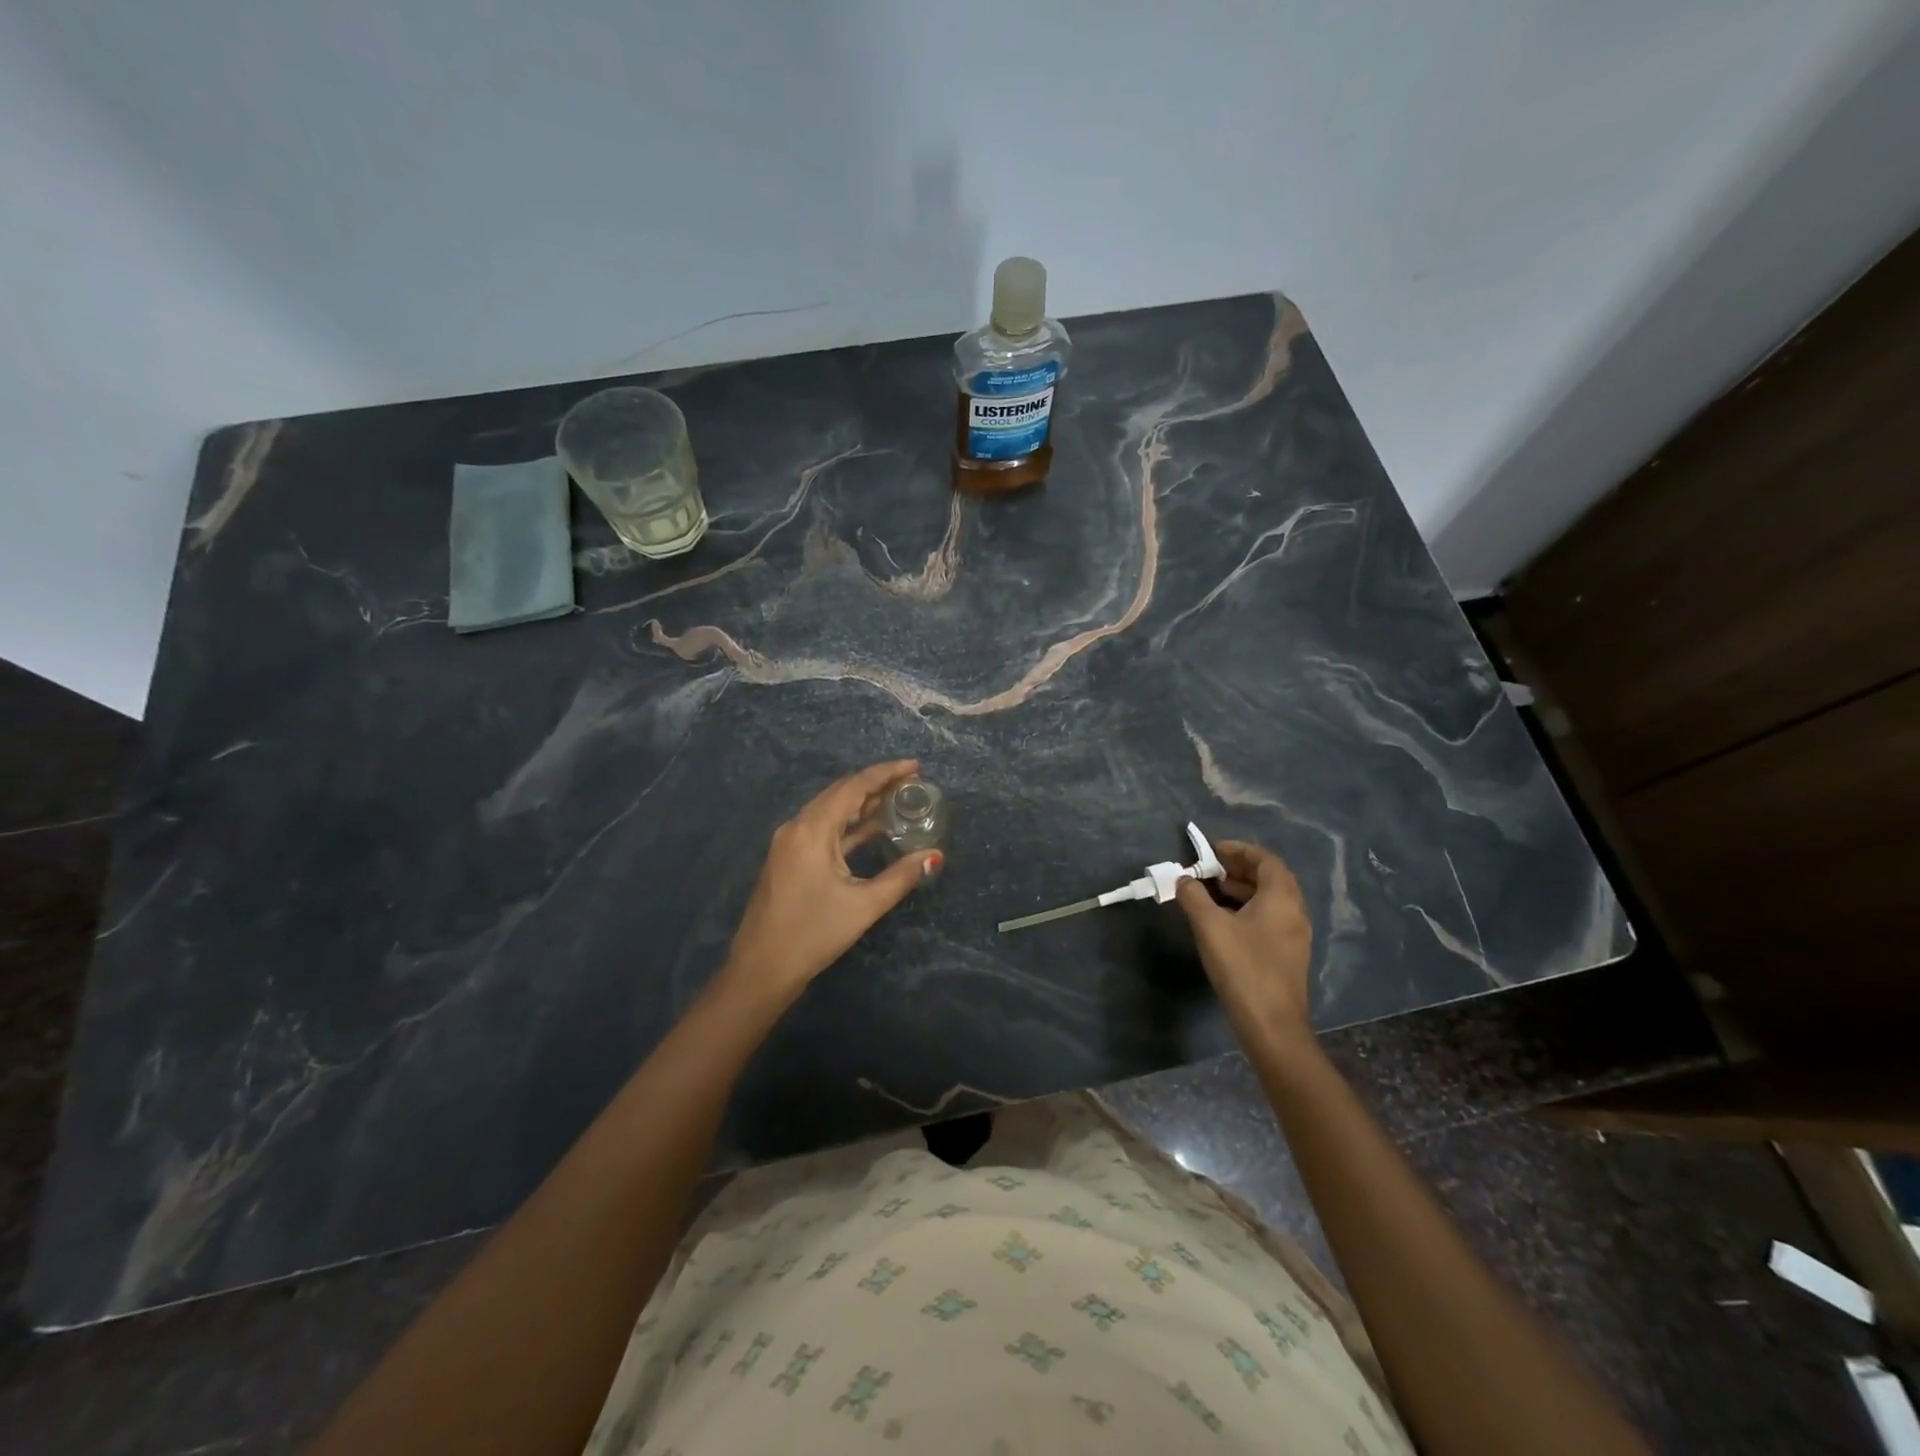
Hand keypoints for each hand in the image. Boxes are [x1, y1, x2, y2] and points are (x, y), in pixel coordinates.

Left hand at [722, 760, 940, 1005]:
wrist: (762, 969)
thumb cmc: (813, 934)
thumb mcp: (864, 905)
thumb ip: (902, 876)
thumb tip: (935, 856)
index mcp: (812, 829)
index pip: (854, 787)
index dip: (886, 773)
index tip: (916, 767)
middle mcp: (797, 827)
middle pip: (841, 793)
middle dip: (877, 784)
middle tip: (912, 783)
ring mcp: (790, 843)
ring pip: (831, 811)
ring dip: (863, 804)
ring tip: (898, 800)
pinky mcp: (789, 859)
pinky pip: (823, 829)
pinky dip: (849, 824)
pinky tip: (872, 828)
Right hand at [1175, 839, 1314, 1042]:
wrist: (1271, 1025)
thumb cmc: (1243, 967)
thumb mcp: (1210, 926)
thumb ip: (1193, 897)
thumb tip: (1183, 880)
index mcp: (1281, 898)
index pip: (1266, 860)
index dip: (1239, 850)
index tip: (1212, 851)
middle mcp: (1294, 912)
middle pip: (1270, 878)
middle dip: (1239, 869)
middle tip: (1209, 870)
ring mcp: (1294, 936)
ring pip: (1270, 900)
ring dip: (1242, 890)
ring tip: (1211, 893)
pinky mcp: (1287, 955)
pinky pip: (1269, 919)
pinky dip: (1247, 910)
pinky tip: (1223, 922)